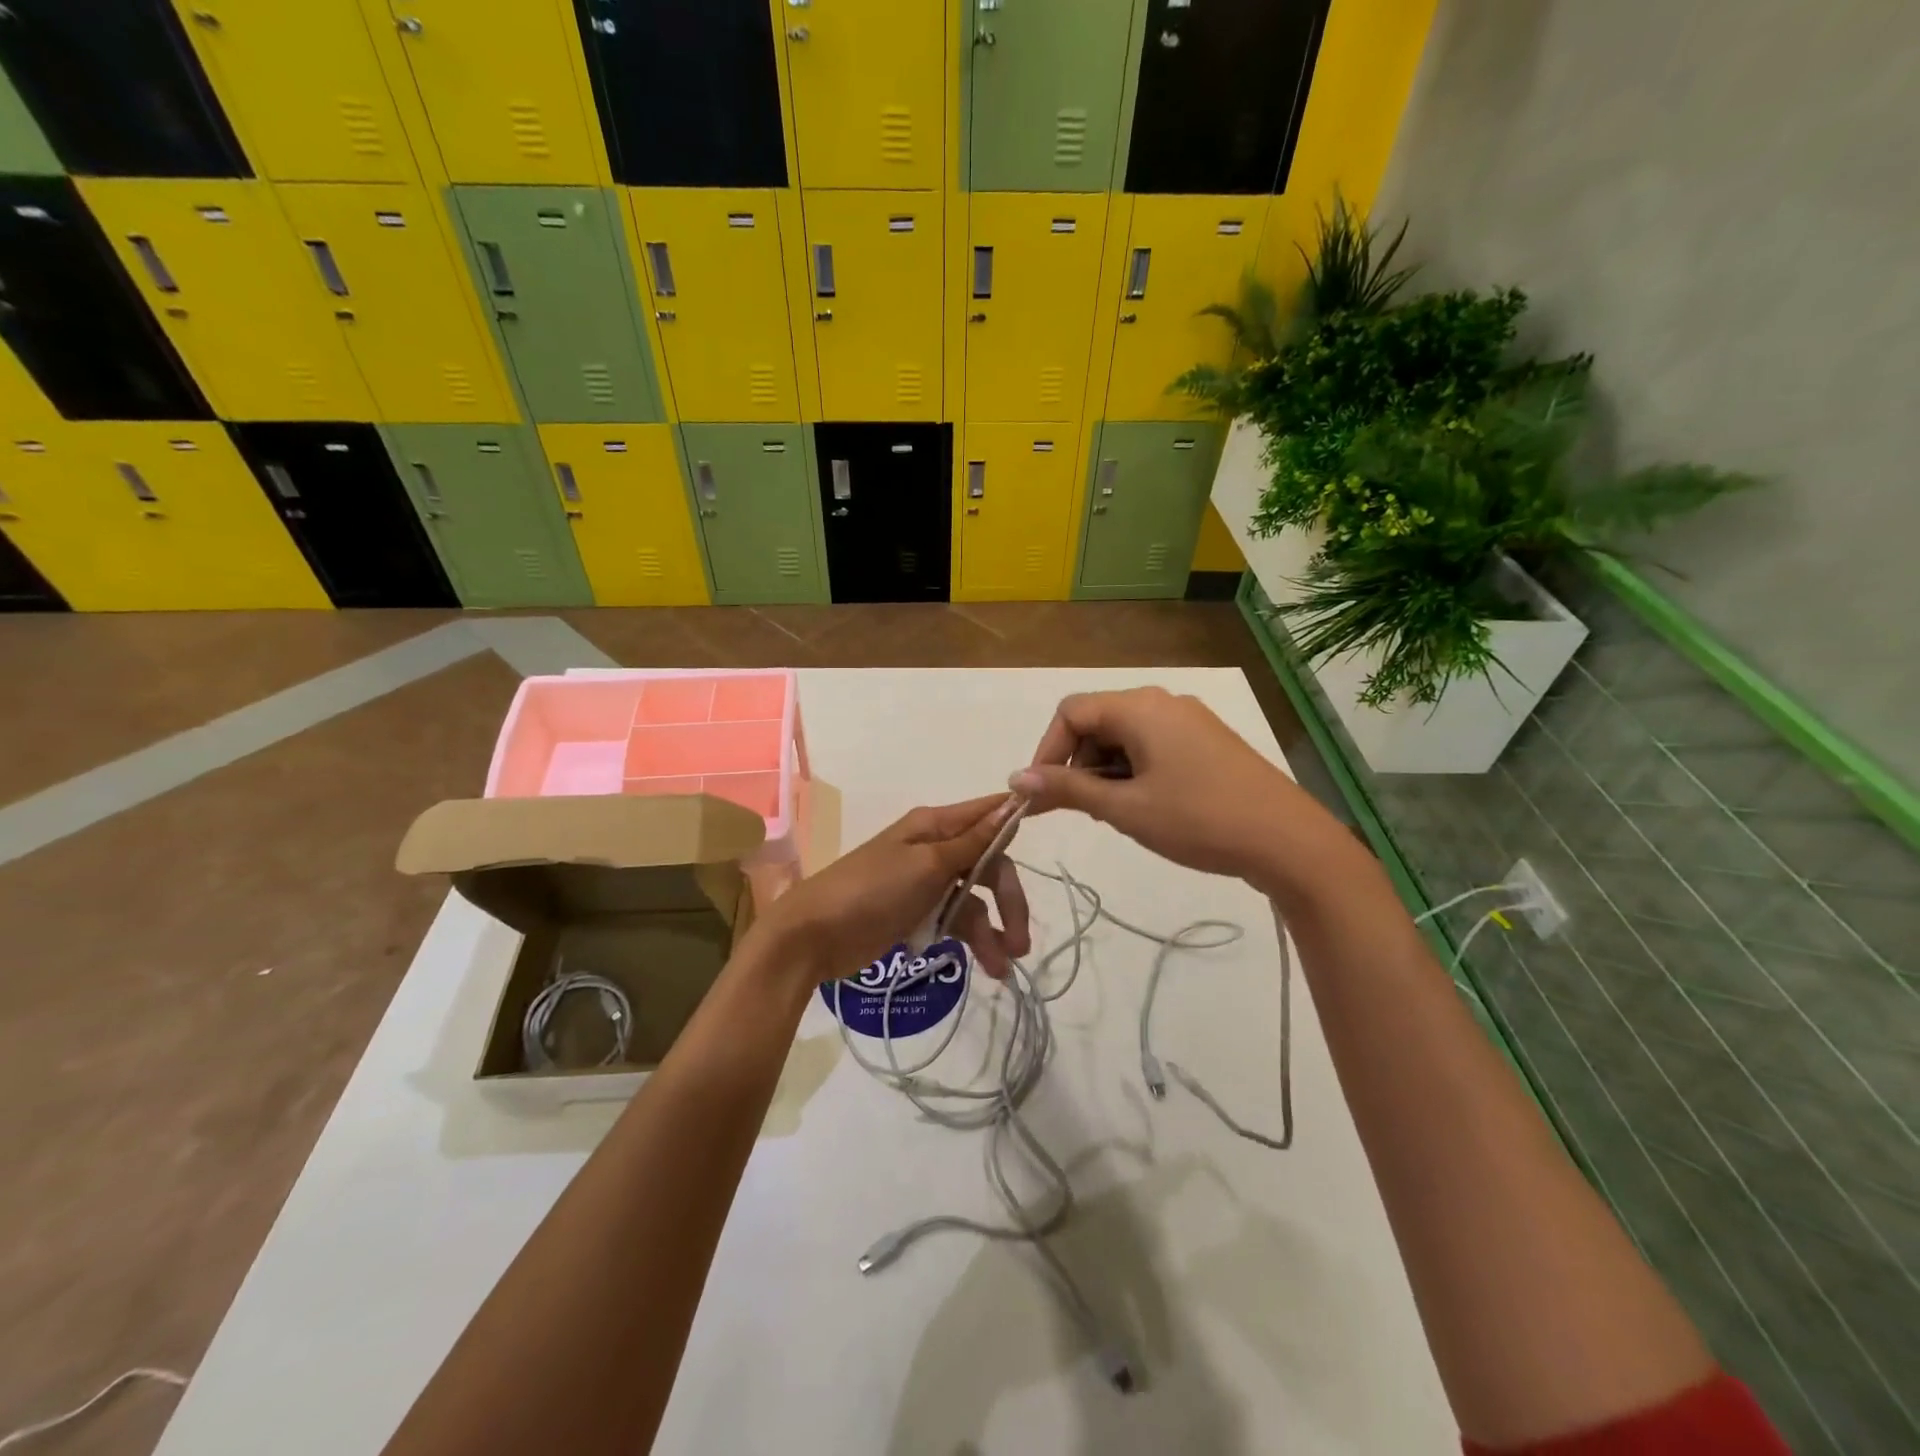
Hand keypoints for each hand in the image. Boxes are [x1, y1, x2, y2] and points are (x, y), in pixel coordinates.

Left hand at [742, 794, 1031, 986]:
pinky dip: (972, 941)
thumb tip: (1010, 803)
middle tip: (1021, 940)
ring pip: (975, 900)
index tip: (1050, 829)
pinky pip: (955, 922)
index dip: (1016, 822)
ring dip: (993, 930)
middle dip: (1008, 900)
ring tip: (1004, 967)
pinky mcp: (917, 914)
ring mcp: (926, 884)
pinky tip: (986, 966)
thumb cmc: (871, 890)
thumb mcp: (927, 865)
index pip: (987, 815)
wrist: (813, 936)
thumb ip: (972, 841)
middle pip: (988, 865)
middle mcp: (934, 849)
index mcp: (934, 826)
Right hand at [1011, 687, 1342, 889]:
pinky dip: (1133, 769)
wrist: (1288, 840)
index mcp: (1140, 707)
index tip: (1043, 794)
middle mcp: (1162, 701)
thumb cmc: (1198, 820)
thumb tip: (1015, 778)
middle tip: (1080, 808)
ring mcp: (1189, 719)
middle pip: (1097, 720)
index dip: (1047, 751)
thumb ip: (1067, 788)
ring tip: (1115, 813)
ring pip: (1125, 734)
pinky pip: (1153, 743)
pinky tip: (1145, 805)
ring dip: (1105, 769)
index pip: (1071, 712)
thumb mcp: (1125, 808)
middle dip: (1077, 762)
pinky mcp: (1207, 739)